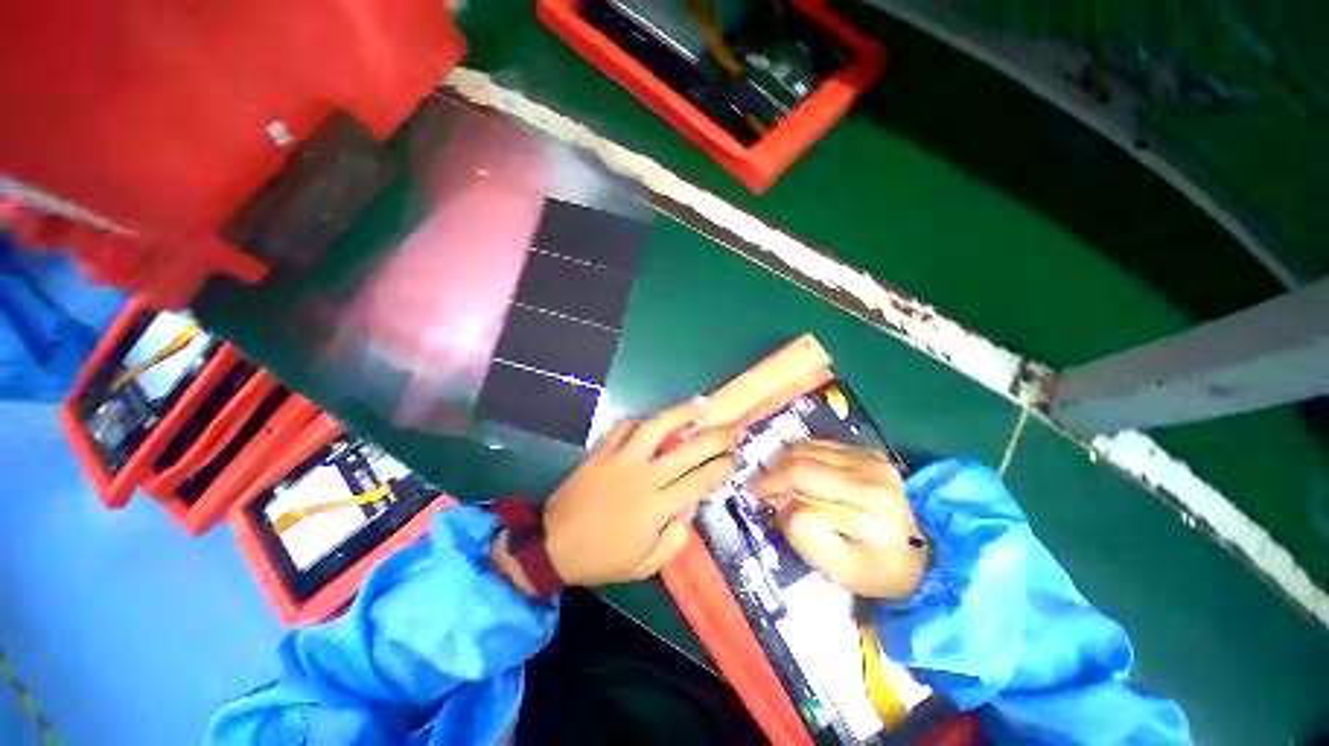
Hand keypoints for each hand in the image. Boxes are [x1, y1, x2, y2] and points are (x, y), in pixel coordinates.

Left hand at [526, 400, 739, 587]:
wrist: (554, 543)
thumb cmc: (602, 557)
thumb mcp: (645, 565)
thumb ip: (675, 539)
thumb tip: (691, 507)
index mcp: (657, 507)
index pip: (700, 480)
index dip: (723, 467)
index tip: (737, 458)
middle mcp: (645, 476)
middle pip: (688, 450)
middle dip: (716, 438)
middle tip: (734, 430)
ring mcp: (622, 459)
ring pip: (656, 427)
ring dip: (680, 413)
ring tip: (700, 403)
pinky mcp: (604, 451)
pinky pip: (626, 427)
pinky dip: (642, 420)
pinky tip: (655, 419)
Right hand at [751, 440, 928, 598]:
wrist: (926, 555)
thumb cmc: (881, 569)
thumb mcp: (842, 570)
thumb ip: (806, 537)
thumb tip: (782, 502)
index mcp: (866, 496)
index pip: (801, 474)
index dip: (771, 481)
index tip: (756, 495)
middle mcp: (868, 465)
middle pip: (801, 455)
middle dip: (775, 472)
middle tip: (766, 493)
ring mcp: (869, 455)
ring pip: (808, 446)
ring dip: (787, 463)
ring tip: (783, 486)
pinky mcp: (866, 452)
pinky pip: (820, 446)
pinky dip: (802, 459)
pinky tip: (803, 479)